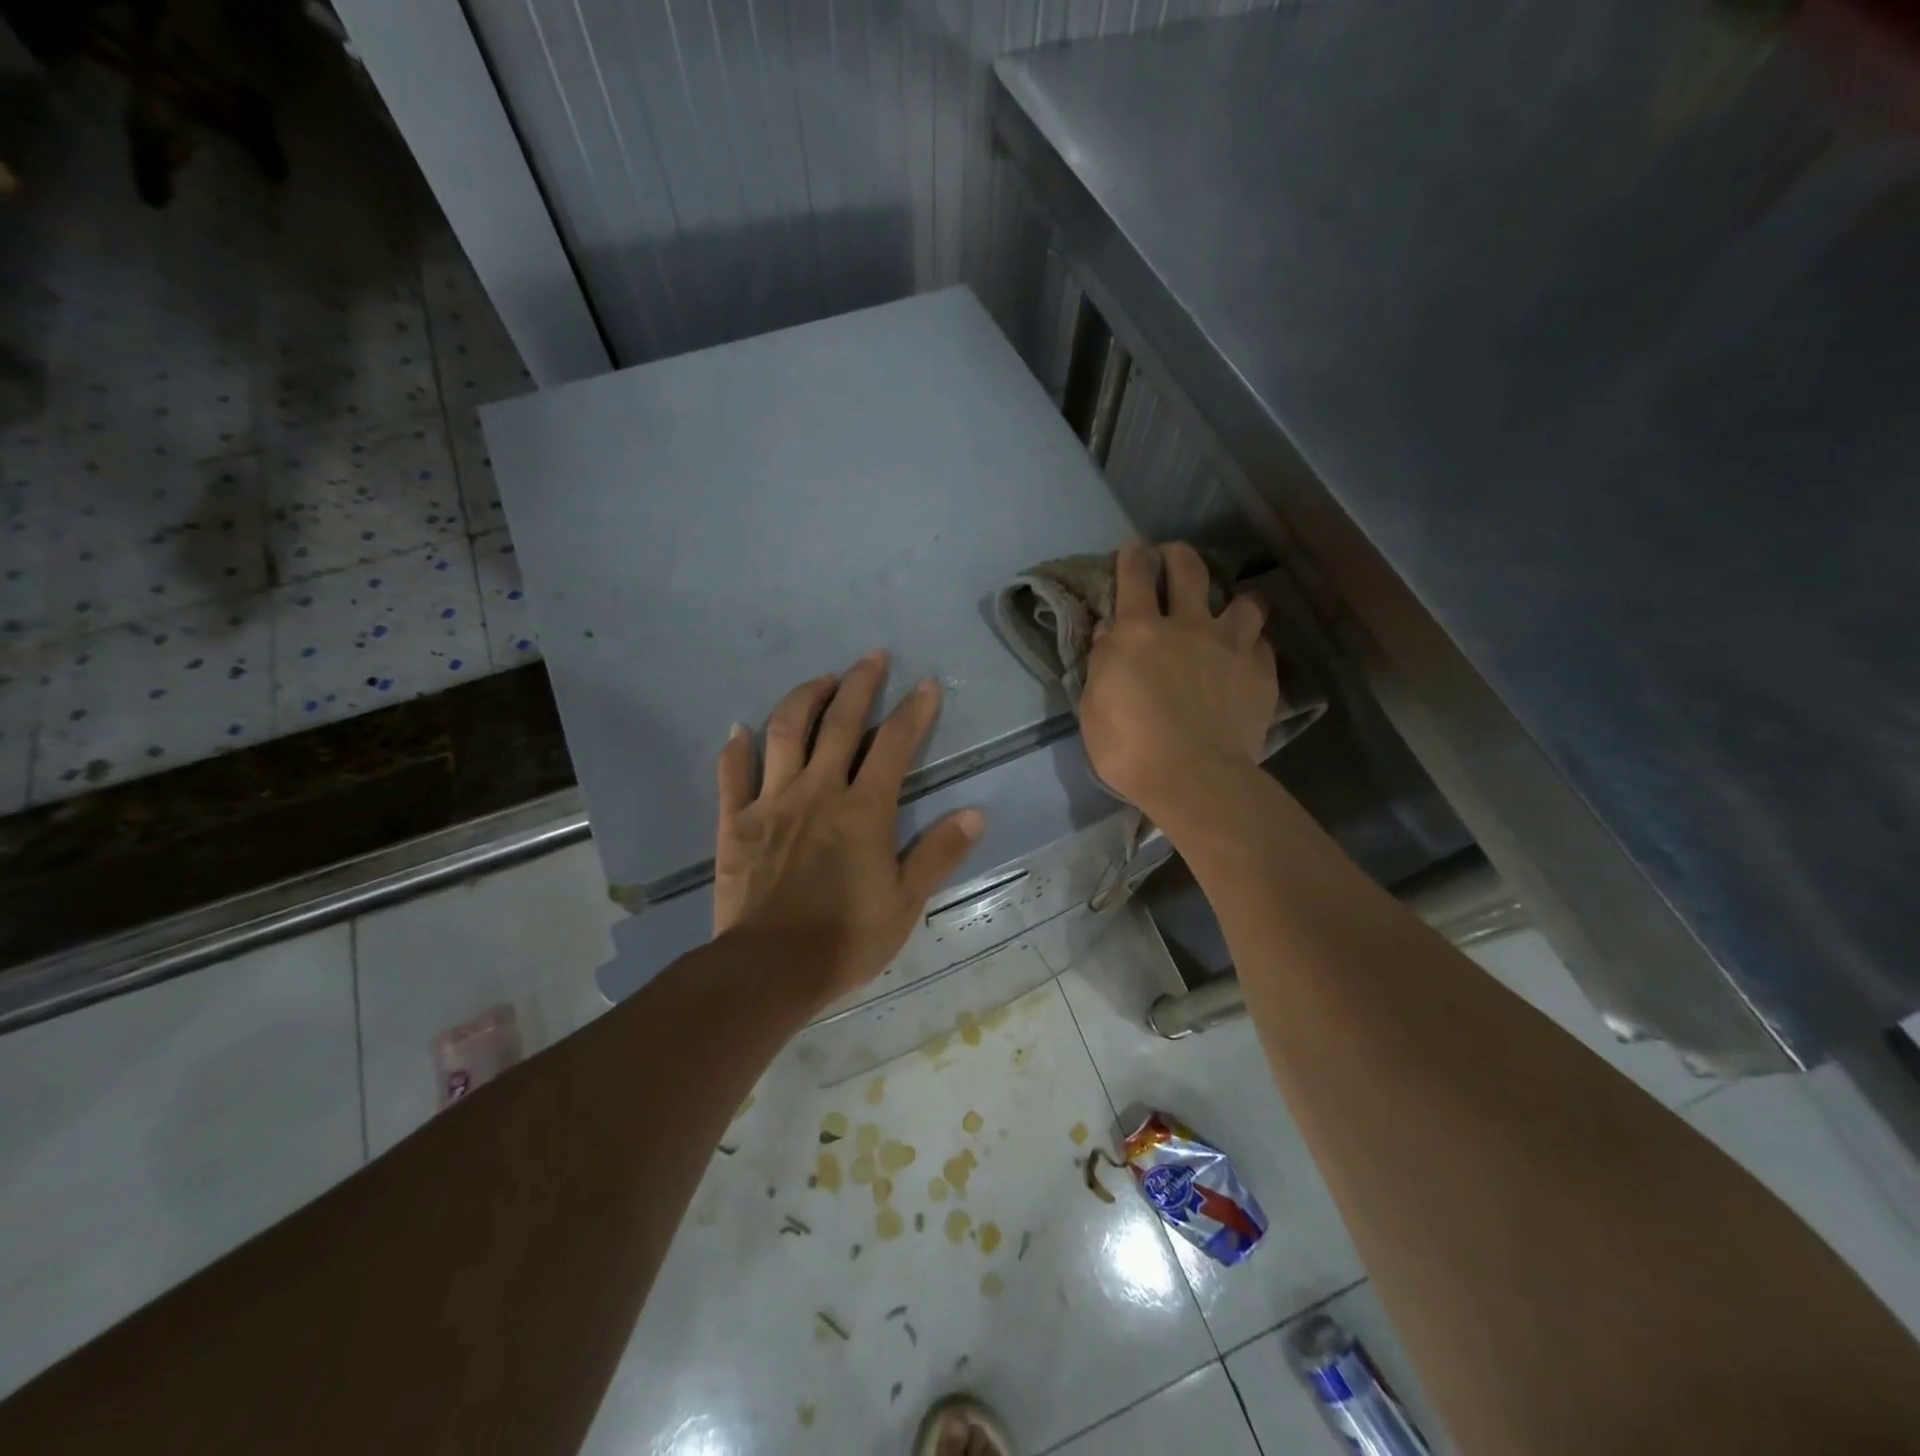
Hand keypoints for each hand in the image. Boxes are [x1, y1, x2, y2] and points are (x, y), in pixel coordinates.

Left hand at [712, 652, 984, 1006]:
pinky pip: (732, 774)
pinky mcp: (735, 822)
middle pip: (839, 723)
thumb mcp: (905, 902)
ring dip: (803, 699)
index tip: (925, 685)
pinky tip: (739, 729)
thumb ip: (939, 854)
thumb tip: (976, 814)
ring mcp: (772, 802)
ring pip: (785, 733)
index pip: (895, 744)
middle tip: (871, 657)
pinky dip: (736, 747)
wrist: (770, 969)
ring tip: (819, 680)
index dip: (913, 711)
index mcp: (863, 809)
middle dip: (859, 684)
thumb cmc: (846, 938)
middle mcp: (818, 791)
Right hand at [1079, 541, 1276, 816]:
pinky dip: (1252, 645)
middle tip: (1174, 557)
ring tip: (1229, 610)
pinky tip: (1247, 656)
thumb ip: (1102, 663)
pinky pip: (1262, 644)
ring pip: (1243, 602)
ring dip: (1233, 599)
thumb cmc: (1130, 748)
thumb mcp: (1093, 707)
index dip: (1132, 557)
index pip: (1135, 579)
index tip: (1132, 547)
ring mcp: (1231, 647)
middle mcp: (1188, 626)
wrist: (1194, 779)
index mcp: (1140, 632)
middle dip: (1179, 556)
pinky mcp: (1261, 673)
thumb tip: (1108, 632)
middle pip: (1189, 571)